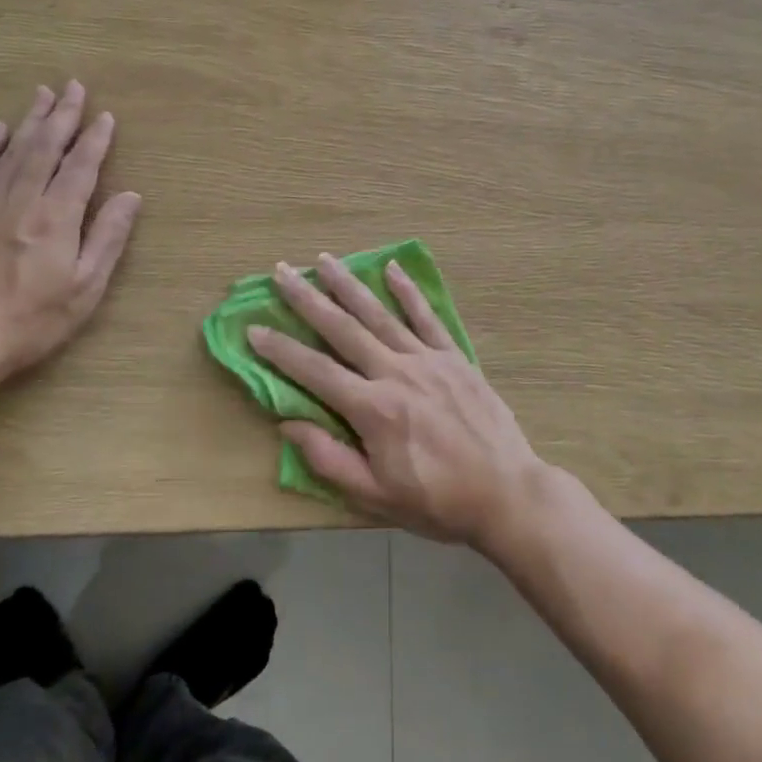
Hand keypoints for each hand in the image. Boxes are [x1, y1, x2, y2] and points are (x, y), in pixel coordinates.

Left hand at [0, 81, 140, 386]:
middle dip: (62, 116)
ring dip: (31, 120)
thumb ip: (108, 237)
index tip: (105, 115)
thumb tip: (131, 195)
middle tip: (73, 86)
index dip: (95, 140)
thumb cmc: (34, 318)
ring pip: (13, 152)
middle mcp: (23, 202)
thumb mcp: (86, 287)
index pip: (81, 167)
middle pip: (45, 149)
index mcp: (57, 219)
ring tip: (43, 93)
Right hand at [248, 253, 545, 546]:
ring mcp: (427, 359)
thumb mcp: (376, 495)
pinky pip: (427, 317)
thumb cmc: (437, 501)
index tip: (254, 328)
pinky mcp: (453, 357)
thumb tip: (288, 423)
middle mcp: (395, 372)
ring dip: (349, 284)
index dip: (281, 350)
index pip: (314, 371)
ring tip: (324, 260)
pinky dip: (408, 291)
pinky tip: (392, 268)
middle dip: (308, 299)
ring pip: (379, 314)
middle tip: (282, 272)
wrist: (507, 493)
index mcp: (372, 408)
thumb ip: (329, 458)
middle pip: (342, 329)